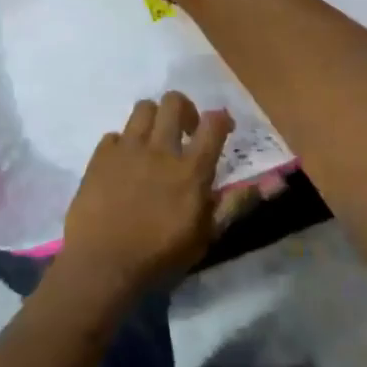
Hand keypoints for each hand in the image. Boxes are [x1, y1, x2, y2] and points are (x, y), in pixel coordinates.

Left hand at [57, 92, 245, 300]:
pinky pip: (115, 134)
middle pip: (174, 102)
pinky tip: (124, 164)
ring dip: (153, 119)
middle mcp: (160, 149)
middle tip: (185, 131)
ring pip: (143, 108)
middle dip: (184, 109)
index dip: (221, 119)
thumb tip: (266, 185)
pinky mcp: (100, 155)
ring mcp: (127, 148)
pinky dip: (123, 144)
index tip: (222, 126)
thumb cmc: (159, 257)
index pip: (213, 125)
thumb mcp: (204, 237)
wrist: (103, 264)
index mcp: (190, 170)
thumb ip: (232, 205)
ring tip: (153, 141)